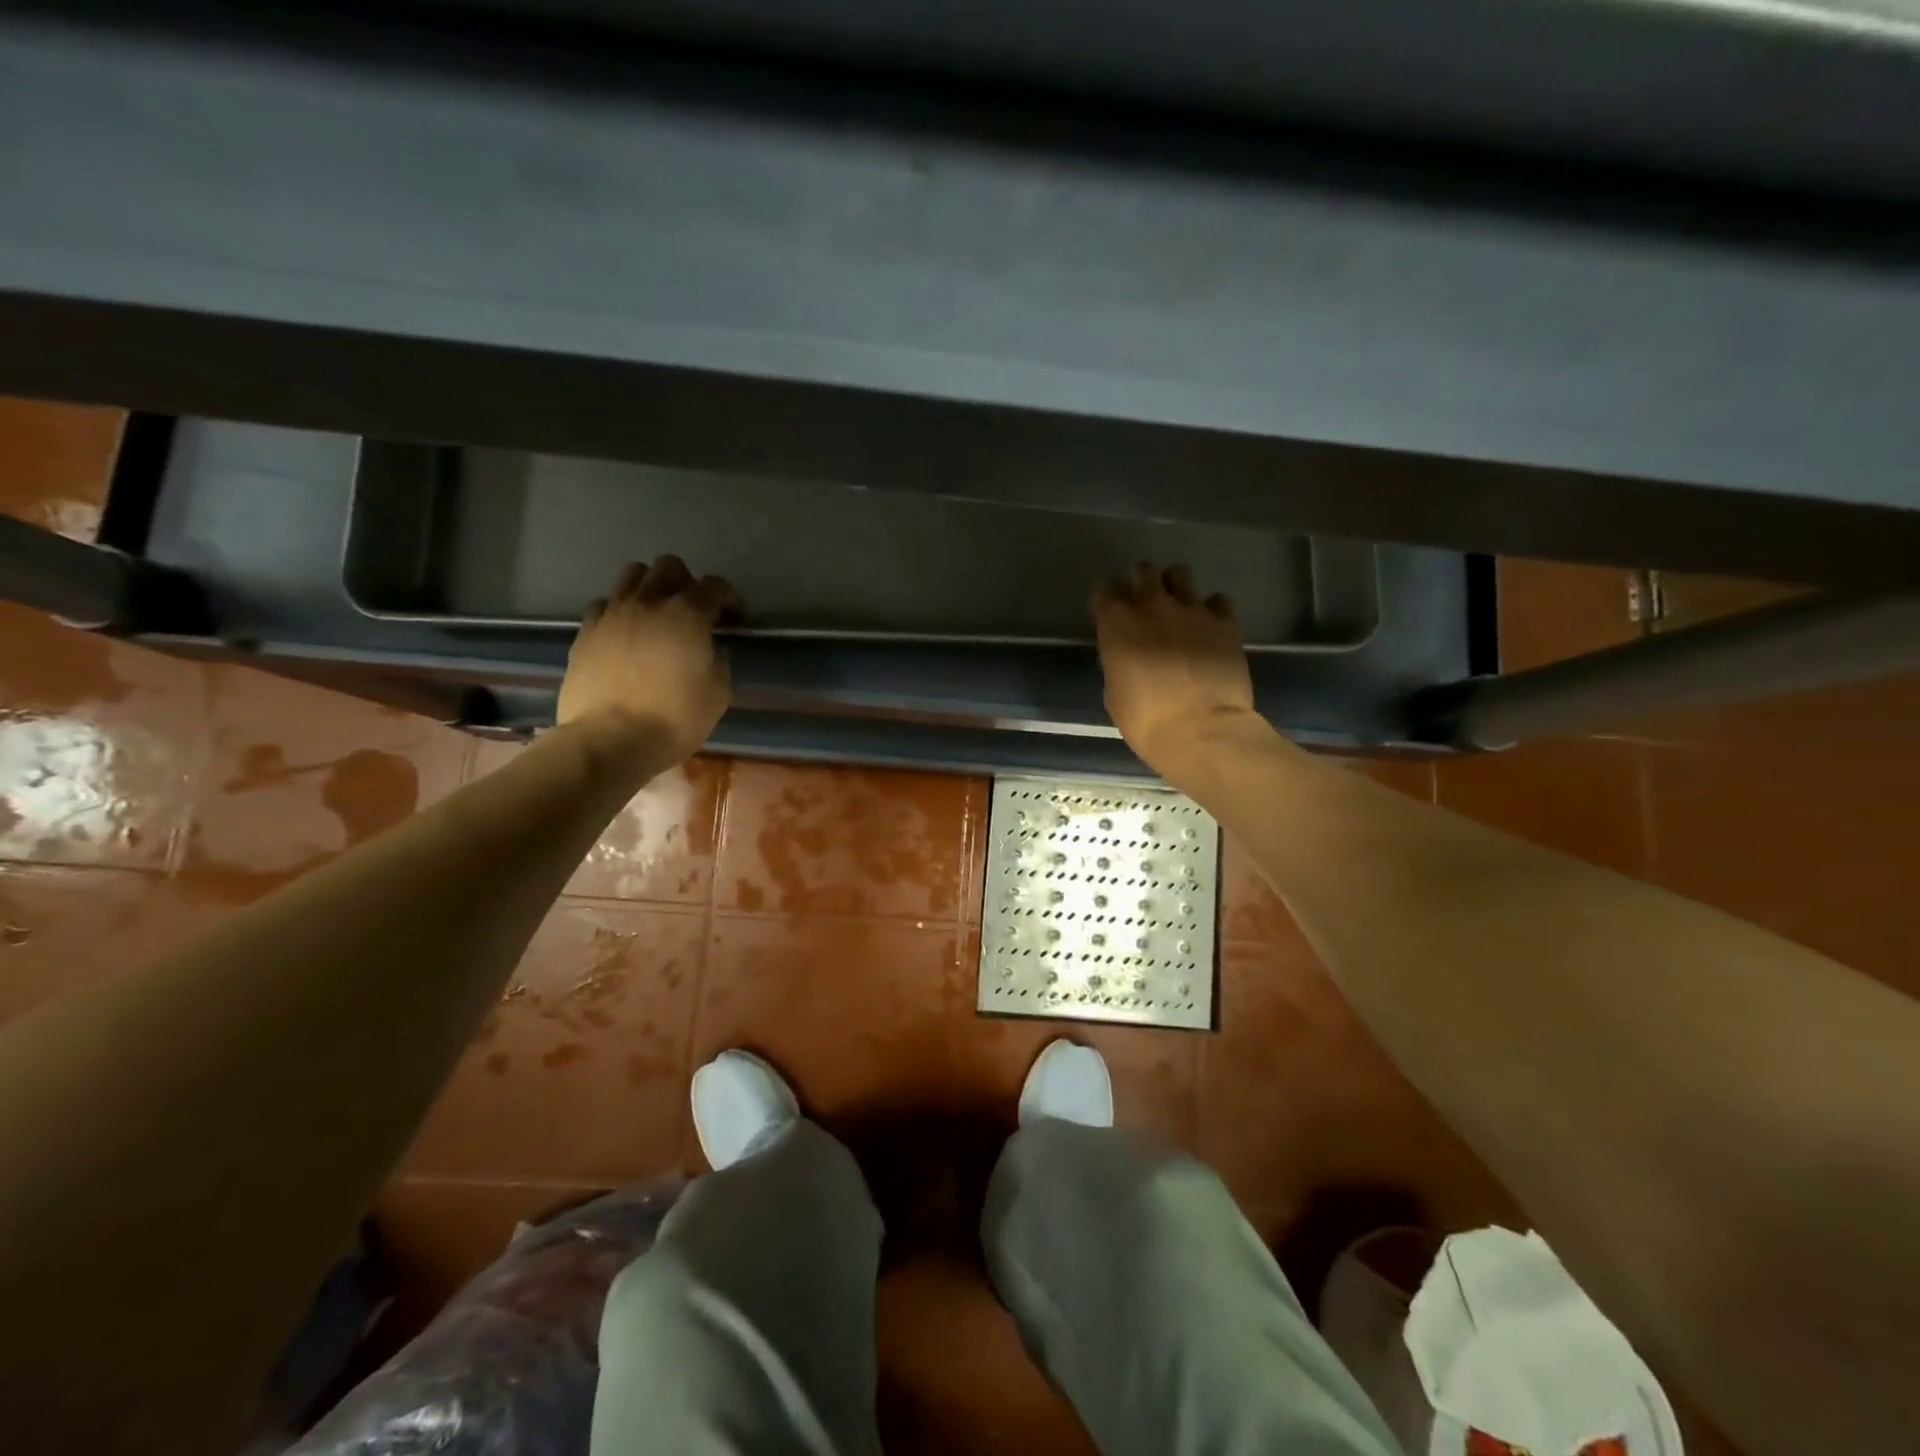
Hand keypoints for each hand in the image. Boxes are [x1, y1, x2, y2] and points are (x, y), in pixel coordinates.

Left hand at [557, 556, 740, 768]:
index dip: (729, 598)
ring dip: (650, 587)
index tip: (733, 618)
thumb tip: (708, 650)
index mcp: (687, 615)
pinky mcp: (586, 631)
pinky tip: (625, 632)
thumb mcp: (717, 694)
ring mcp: (612, 614)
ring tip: (656, 613)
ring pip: (632, 574)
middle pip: (669, 566)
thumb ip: (717, 662)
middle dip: (686, 582)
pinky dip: (619, 609)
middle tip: (693, 610)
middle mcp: (648, 603)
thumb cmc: (674, 719)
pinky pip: (604, 604)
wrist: (610, 739)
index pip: (714, 586)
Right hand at [1093, 562, 1259, 780]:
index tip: (1110, 614)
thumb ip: (1117, 664)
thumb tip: (1124, 656)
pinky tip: (1209, 627)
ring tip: (1178, 608)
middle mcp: (1152, 605)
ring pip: (1180, 574)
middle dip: (1141, 581)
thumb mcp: (1114, 693)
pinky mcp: (1224, 622)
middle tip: (1144, 602)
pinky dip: (1211, 609)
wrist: (1201, 730)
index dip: (1107, 600)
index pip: (1105, 590)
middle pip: (1143, 570)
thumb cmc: (1145, 720)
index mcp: (1117, 623)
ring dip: (1175, 586)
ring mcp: (1192, 609)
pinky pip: (1217, 600)